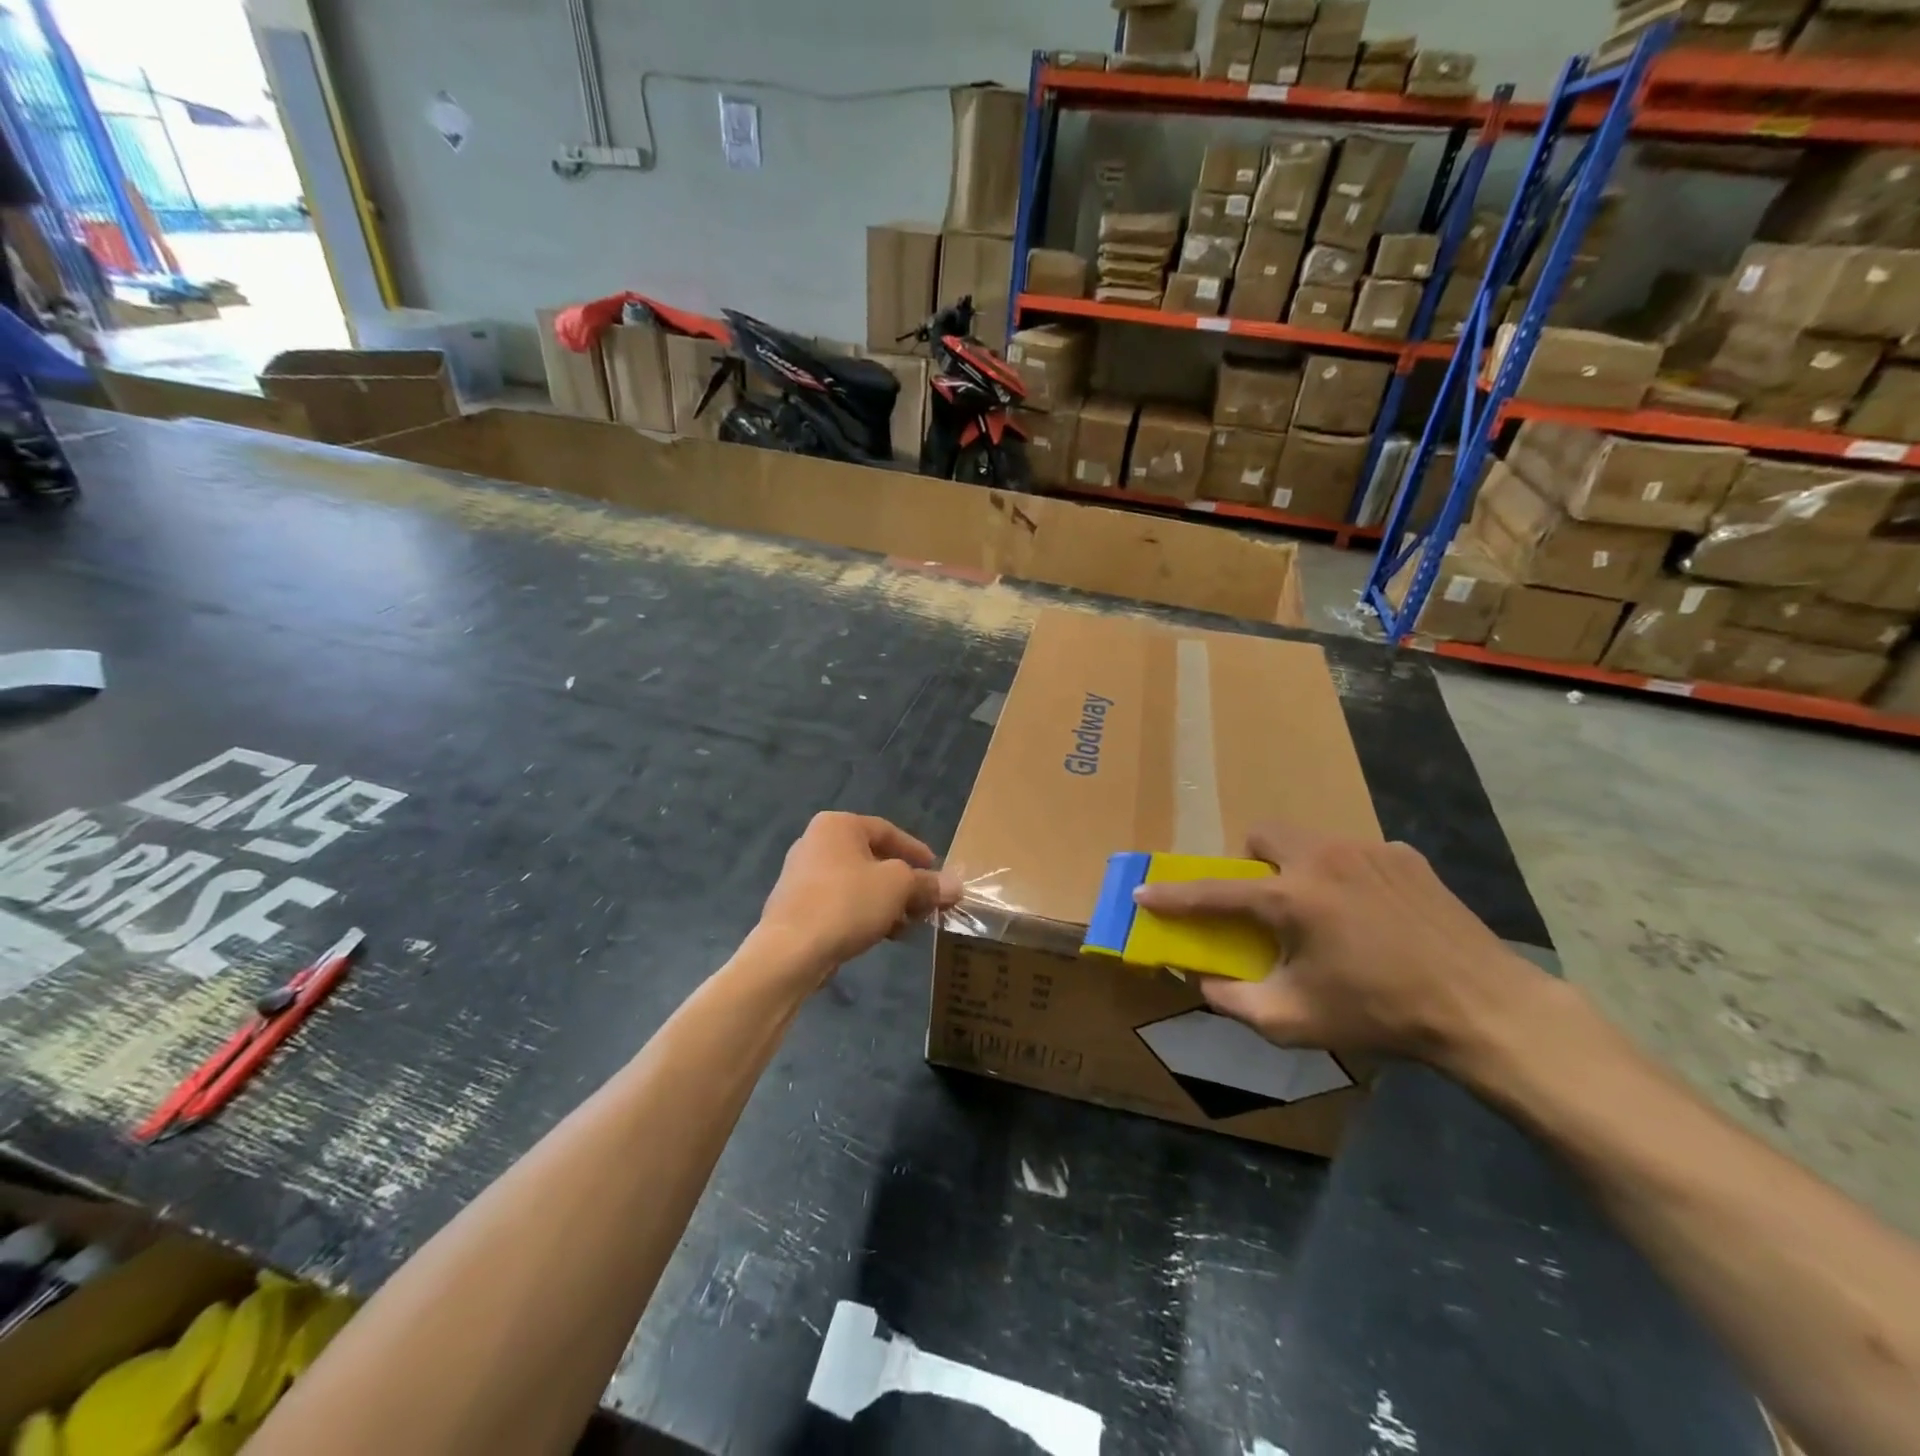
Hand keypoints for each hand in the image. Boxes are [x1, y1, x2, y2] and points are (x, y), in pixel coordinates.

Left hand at [757, 813, 959, 975]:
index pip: (887, 831)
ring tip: (907, 926)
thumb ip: (927, 883)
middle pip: (872, 859)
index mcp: (837, 826)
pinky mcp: (796, 907)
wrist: (790, 951)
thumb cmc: (848, 902)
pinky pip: (840, 904)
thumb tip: (955, 886)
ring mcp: (801, 876)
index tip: (937, 872)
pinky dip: (863, 914)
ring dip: (886, 903)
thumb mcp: (898, 887)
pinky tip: (881, 936)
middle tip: (925, 904)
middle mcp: (815, 843)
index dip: (917, 851)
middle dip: (903, 883)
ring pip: (857, 884)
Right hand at [1132, 825, 1541, 1065]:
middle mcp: (1323, 859)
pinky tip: (1373, 916)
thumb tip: (1204, 982)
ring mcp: (1369, 851)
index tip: (1144, 892)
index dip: (1173, 896)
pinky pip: (1356, 854)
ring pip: (1310, 840)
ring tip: (1325, 913)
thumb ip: (1236, 1001)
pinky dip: (1347, 877)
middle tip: (1266, 903)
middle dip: (1250, 862)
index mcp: (1291, 898)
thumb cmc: (1380, 1014)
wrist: (1484, 1008)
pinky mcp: (1406, 856)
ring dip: (1299, 868)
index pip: (1213, 893)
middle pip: (1263, 834)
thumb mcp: (1295, 1022)